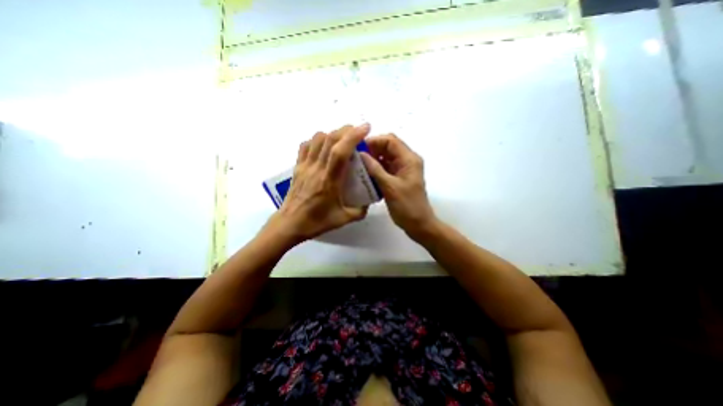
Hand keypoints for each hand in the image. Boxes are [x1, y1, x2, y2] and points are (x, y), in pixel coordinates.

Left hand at [271, 124, 371, 243]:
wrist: (290, 224)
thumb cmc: (316, 221)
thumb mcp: (343, 219)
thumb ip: (360, 211)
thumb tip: (368, 202)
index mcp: (329, 180)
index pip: (340, 151)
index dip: (353, 136)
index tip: (365, 128)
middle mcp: (316, 168)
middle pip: (329, 139)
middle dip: (346, 130)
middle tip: (358, 131)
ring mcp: (305, 166)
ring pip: (317, 139)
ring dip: (332, 134)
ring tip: (342, 139)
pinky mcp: (297, 167)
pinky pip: (306, 146)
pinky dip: (316, 140)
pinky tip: (323, 146)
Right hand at [360, 134, 437, 238]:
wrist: (418, 224)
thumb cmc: (407, 206)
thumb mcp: (390, 187)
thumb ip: (375, 169)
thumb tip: (361, 154)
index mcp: (409, 159)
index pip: (390, 140)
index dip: (374, 141)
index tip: (358, 148)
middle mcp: (406, 160)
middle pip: (387, 147)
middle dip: (371, 150)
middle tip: (356, 157)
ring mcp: (402, 169)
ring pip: (385, 157)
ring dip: (372, 159)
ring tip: (357, 165)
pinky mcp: (397, 178)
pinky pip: (385, 168)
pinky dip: (375, 168)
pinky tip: (364, 174)